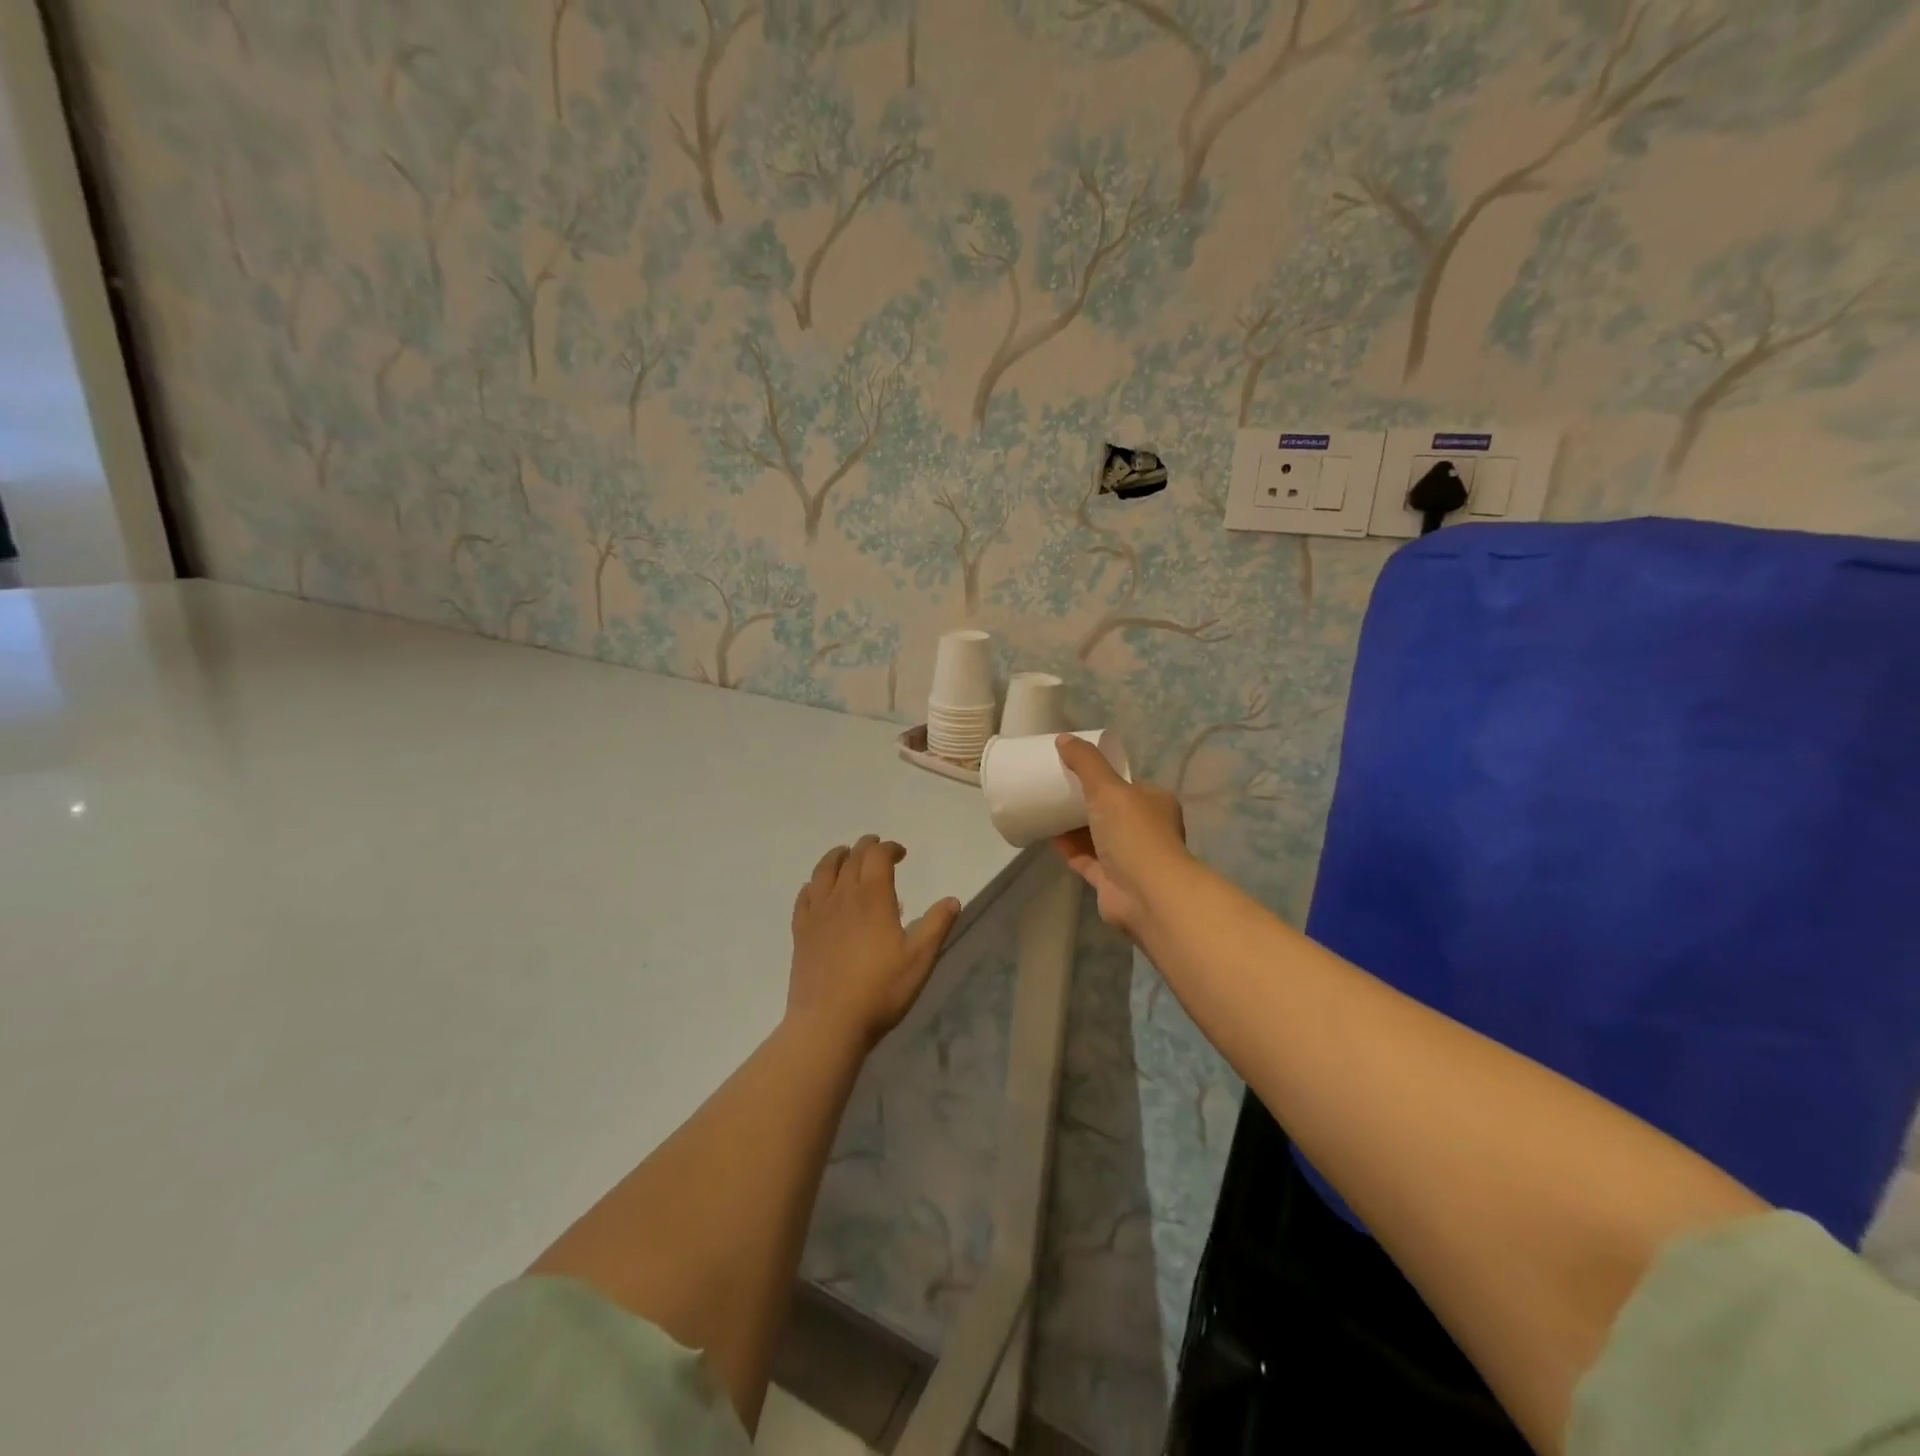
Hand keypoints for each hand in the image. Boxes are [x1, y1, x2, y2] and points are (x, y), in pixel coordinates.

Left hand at [788, 835, 961, 1051]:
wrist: (828, 1023)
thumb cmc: (880, 990)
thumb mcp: (919, 959)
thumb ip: (937, 925)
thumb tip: (952, 900)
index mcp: (873, 897)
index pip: (878, 856)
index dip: (890, 848)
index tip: (901, 853)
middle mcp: (842, 896)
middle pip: (851, 858)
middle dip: (866, 847)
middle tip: (877, 847)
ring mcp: (817, 913)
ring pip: (823, 871)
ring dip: (836, 857)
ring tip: (844, 854)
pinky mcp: (800, 932)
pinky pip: (804, 897)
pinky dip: (812, 884)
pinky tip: (815, 889)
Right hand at [1053, 734, 1189, 937]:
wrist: (1147, 895)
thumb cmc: (1134, 833)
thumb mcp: (1108, 788)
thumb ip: (1086, 762)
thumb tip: (1064, 738)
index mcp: (1154, 802)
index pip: (1127, 784)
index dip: (1102, 775)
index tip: (1073, 768)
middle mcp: (1145, 829)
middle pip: (1109, 810)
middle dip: (1084, 800)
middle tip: (1054, 787)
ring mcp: (1129, 858)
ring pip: (1096, 836)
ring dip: (1073, 825)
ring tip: (1045, 808)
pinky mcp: (1111, 881)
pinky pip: (1085, 859)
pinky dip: (1068, 848)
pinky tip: (1047, 836)